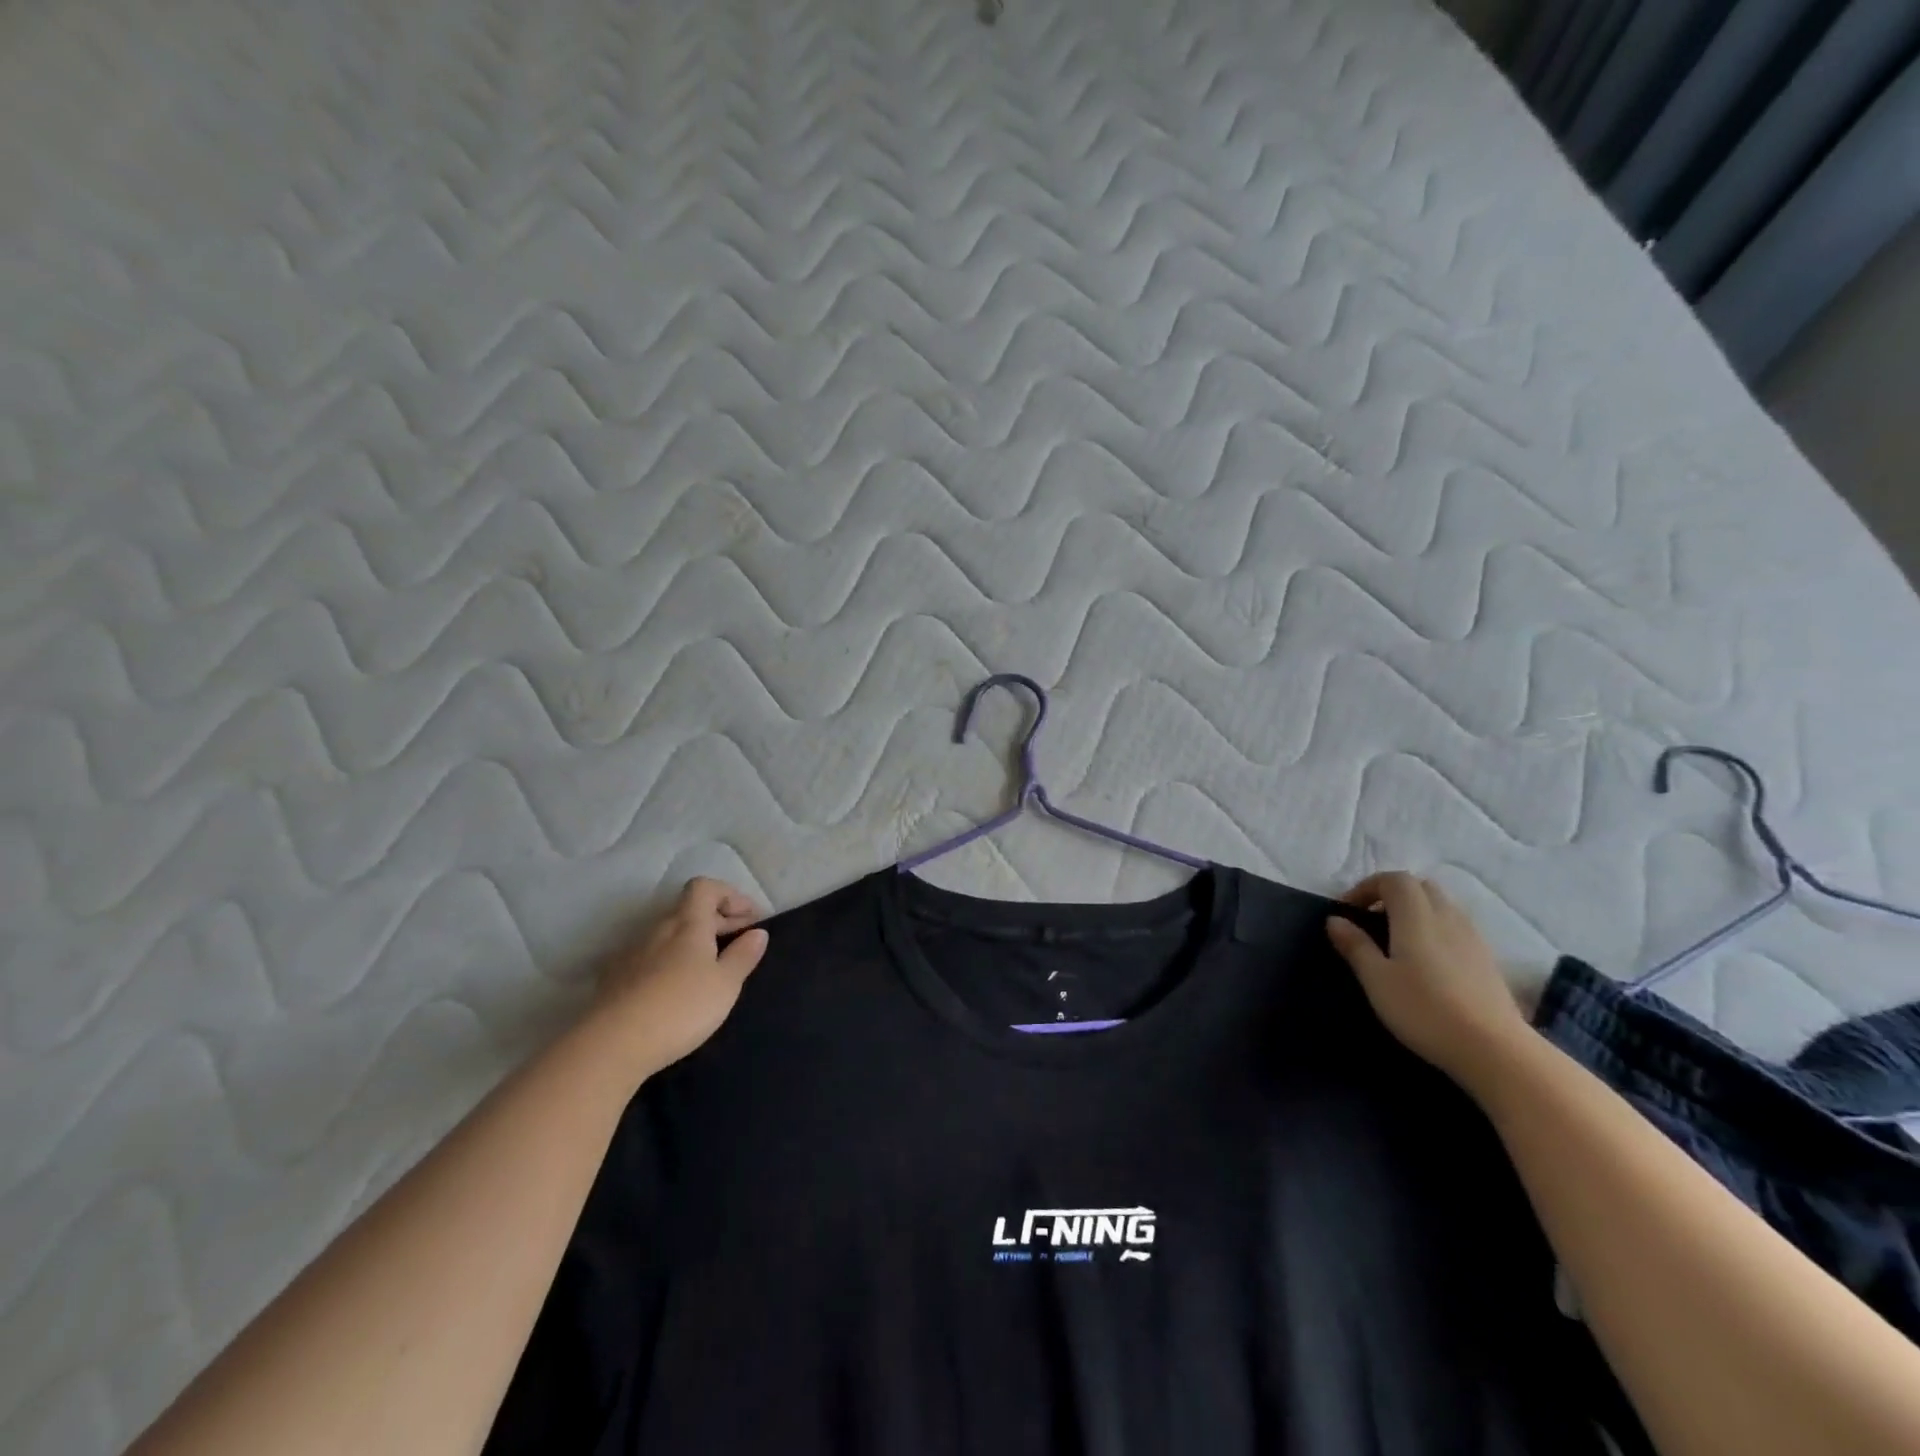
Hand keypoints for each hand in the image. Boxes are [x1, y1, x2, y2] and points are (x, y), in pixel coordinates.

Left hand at [588, 877, 769, 1072]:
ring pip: (670, 935)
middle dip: (718, 920)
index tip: (751, 919)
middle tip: (741, 943)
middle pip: (689, 910)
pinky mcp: (615, 978)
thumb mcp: (725, 984)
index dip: (730, 895)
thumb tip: (758, 932)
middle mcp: (658, 929)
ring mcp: (632, 953)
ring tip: (711, 969)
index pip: (704, 887)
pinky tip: (677, 989)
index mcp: (687, 923)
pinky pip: (651, 957)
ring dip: (693, 942)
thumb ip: (743, 955)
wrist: (612, 1045)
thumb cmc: (680, 1007)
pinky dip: (671, 962)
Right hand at [1325, 872, 1529, 1085]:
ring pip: (1441, 906)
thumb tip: (1335, 920)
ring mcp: (1472, 937)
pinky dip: (1436, 930)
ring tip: (1398, 941)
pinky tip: (1427, 962)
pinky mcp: (1487, 959)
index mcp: (1416, 915)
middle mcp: (1447, 916)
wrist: (1493, 1049)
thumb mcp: (1376, 979)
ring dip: (1416, 912)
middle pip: (1420, 887)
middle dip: (1392, 895)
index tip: (1349, 911)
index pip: (1393, 879)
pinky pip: (1456, 927)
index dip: (1367, 887)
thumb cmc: (1424, 1009)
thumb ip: (1355, 945)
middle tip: (1372, 921)